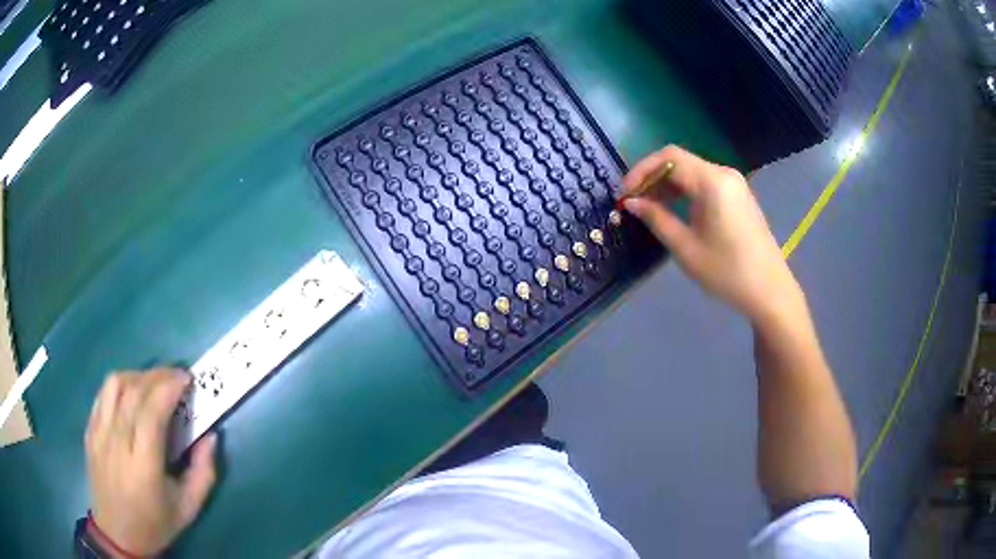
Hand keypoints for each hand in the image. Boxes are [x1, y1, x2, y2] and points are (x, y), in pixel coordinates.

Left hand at [85, 368, 216, 555]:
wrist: (117, 534)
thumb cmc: (155, 524)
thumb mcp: (188, 508)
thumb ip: (203, 473)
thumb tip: (211, 436)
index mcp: (143, 466)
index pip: (152, 411)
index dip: (170, 387)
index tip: (187, 379)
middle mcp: (117, 443)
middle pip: (133, 391)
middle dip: (158, 375)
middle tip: (177, 376)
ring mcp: (99, 434)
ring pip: (114, 384)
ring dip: (137, 375)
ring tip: (153, 383)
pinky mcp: (90, 430)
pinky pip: (103, 395)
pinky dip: (120, 385)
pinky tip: (131, 394)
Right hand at [622, 146, 802, 322]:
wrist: (769, 290)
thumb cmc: (727, 272)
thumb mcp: (686, 248)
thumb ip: (656, 219)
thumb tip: (631, 203)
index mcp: (712, 182)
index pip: (668, 158)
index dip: (640, 171)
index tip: (624, 195)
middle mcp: (723, 174)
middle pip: (679, 161)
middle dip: (651, 177)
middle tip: (632, 202)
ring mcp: (733, 183)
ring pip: (691, 171)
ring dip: (666, 184)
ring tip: (648, 208)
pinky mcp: (737, 195)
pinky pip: (704, 182)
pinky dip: (684, 190)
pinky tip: (673, 209)